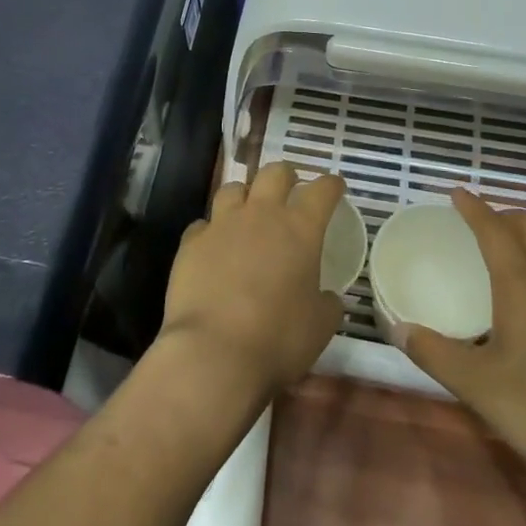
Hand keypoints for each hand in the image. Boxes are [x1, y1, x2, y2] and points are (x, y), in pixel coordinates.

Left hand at [157, 162, 346, 401]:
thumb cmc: (278, 339)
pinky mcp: (191, 242)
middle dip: (286, 176)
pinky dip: (211, 231)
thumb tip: (326, 297)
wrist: (214, 352)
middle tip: (290, 189)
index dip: (331, 185)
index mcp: (300, 229)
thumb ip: (326, 302)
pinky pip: (203, 224)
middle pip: (274, 173)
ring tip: (247, 212)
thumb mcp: (320, 326)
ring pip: (232, 188)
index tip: (335, 187)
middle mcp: (261, 215)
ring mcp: (221, 225)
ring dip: (244, 196)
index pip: (321, 190)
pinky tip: (213, 247)